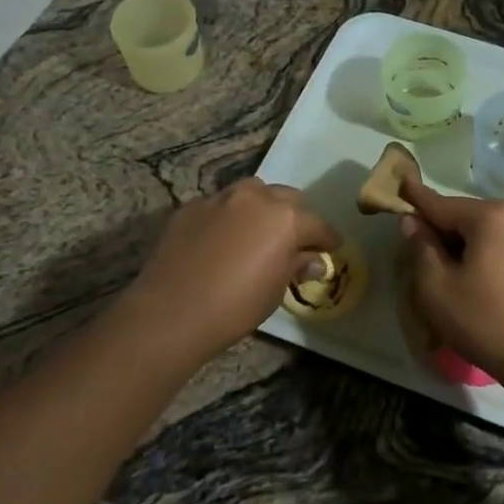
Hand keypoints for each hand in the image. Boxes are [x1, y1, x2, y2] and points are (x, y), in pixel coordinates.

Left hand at [126, 178, 339, 360]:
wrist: (171, 311)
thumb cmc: (235, 306)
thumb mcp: (276, 290)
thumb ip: (296, 265)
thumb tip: (314, 260)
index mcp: (286, 218)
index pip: (318, 225)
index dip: (328, 238)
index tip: (332, 248)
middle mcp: (257, 197)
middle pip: (287, 198)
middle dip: (296, 216)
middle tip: (294, 240)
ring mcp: (221, 198)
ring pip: (252, 192)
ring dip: (261, 207)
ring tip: (257, 231)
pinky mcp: (192, 206)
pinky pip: (220, 205)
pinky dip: (228, 216)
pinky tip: (221, 240)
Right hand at [398, 173, 503, 378]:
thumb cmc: (484, 320)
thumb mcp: (437, 287)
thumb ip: (421, 247)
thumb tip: (413, 222)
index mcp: (490, 216)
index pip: (441, 204)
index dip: (415, 198)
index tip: (399, 182)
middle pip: (462, 216)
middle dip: (437, 228)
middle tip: (413, 247)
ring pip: (480, 231)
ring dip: (457, 243)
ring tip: (438, 268)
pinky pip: (497, 244)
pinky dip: (477, 252)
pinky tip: (466, 276)